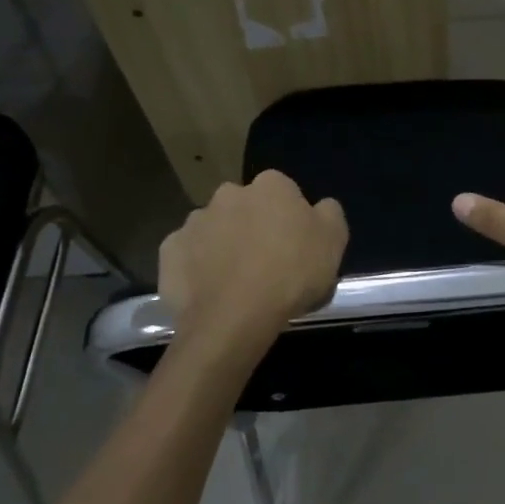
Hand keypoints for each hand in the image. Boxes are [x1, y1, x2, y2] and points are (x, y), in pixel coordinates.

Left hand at [160, 171, 347, 341]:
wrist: (235, 317)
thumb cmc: (292, 274)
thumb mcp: (335, 241)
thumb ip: (329, 213)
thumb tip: (320, 206)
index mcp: (271, 186)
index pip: (283, 191)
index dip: (290, 217)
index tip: (295, 243)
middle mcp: (229, 193)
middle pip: (245, 206)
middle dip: (252, 225)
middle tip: (266, 261)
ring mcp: (194, 221)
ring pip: (214, 228)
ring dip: (223, 244)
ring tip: (236, 280)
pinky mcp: (169, 250)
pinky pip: (187, 254)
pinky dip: (197, 266)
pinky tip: (210, 290)